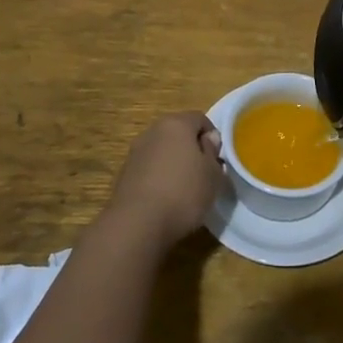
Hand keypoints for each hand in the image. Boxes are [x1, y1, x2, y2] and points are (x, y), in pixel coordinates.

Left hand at [104, 112, 224, 247]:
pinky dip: (159, 177)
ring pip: (162, 150)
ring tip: (184, 189)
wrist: (137, 224)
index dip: (213, 137)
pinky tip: (165, 199)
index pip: (200, 119)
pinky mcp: (124, 173)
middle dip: (192, 148)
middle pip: (178, 133)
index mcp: (176, 124)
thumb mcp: (212, 174)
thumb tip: (208, 139)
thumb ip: (212, 152)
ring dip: (174, 163)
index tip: (217, 159)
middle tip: (204, 173)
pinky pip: (149, 168)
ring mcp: (135, 152)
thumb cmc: (183, 193)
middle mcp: (152, 131)